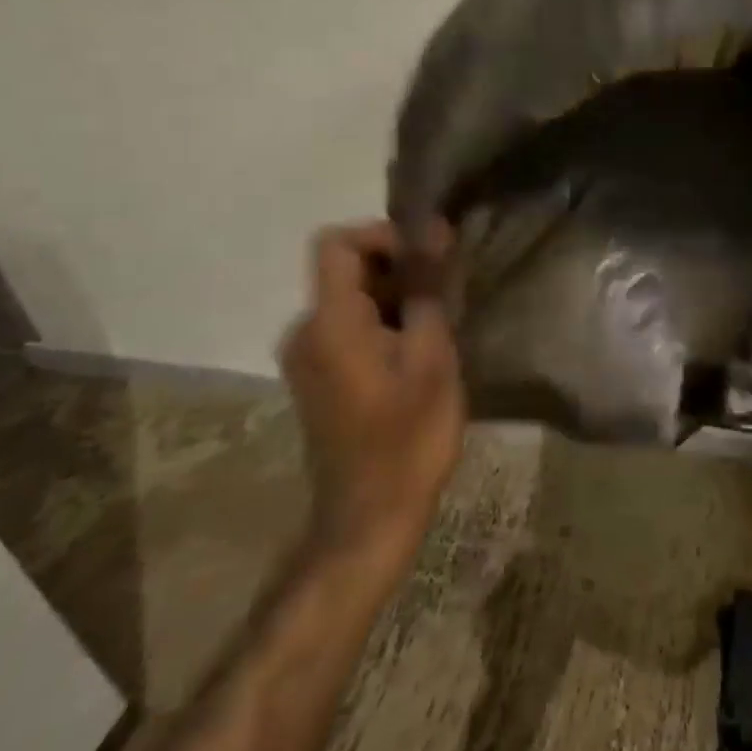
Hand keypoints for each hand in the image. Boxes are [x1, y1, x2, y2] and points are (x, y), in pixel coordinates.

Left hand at [280, 221, 464, 558]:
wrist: (369, 519)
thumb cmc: (407, 437)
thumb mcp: (431, 356)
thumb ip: (428, 288)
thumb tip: (435, 230)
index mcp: (329, 322)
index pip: (337, 242)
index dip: (382, 234)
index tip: (427, 257)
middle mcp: (305, 331)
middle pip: (347, 267)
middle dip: (399, 267)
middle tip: (446, 294)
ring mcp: (306, 356)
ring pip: (352, 296)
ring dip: (395, 296)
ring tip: (438, 324)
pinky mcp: (317, 376)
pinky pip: (348, 324)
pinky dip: (383, 320)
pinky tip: (417, 350)